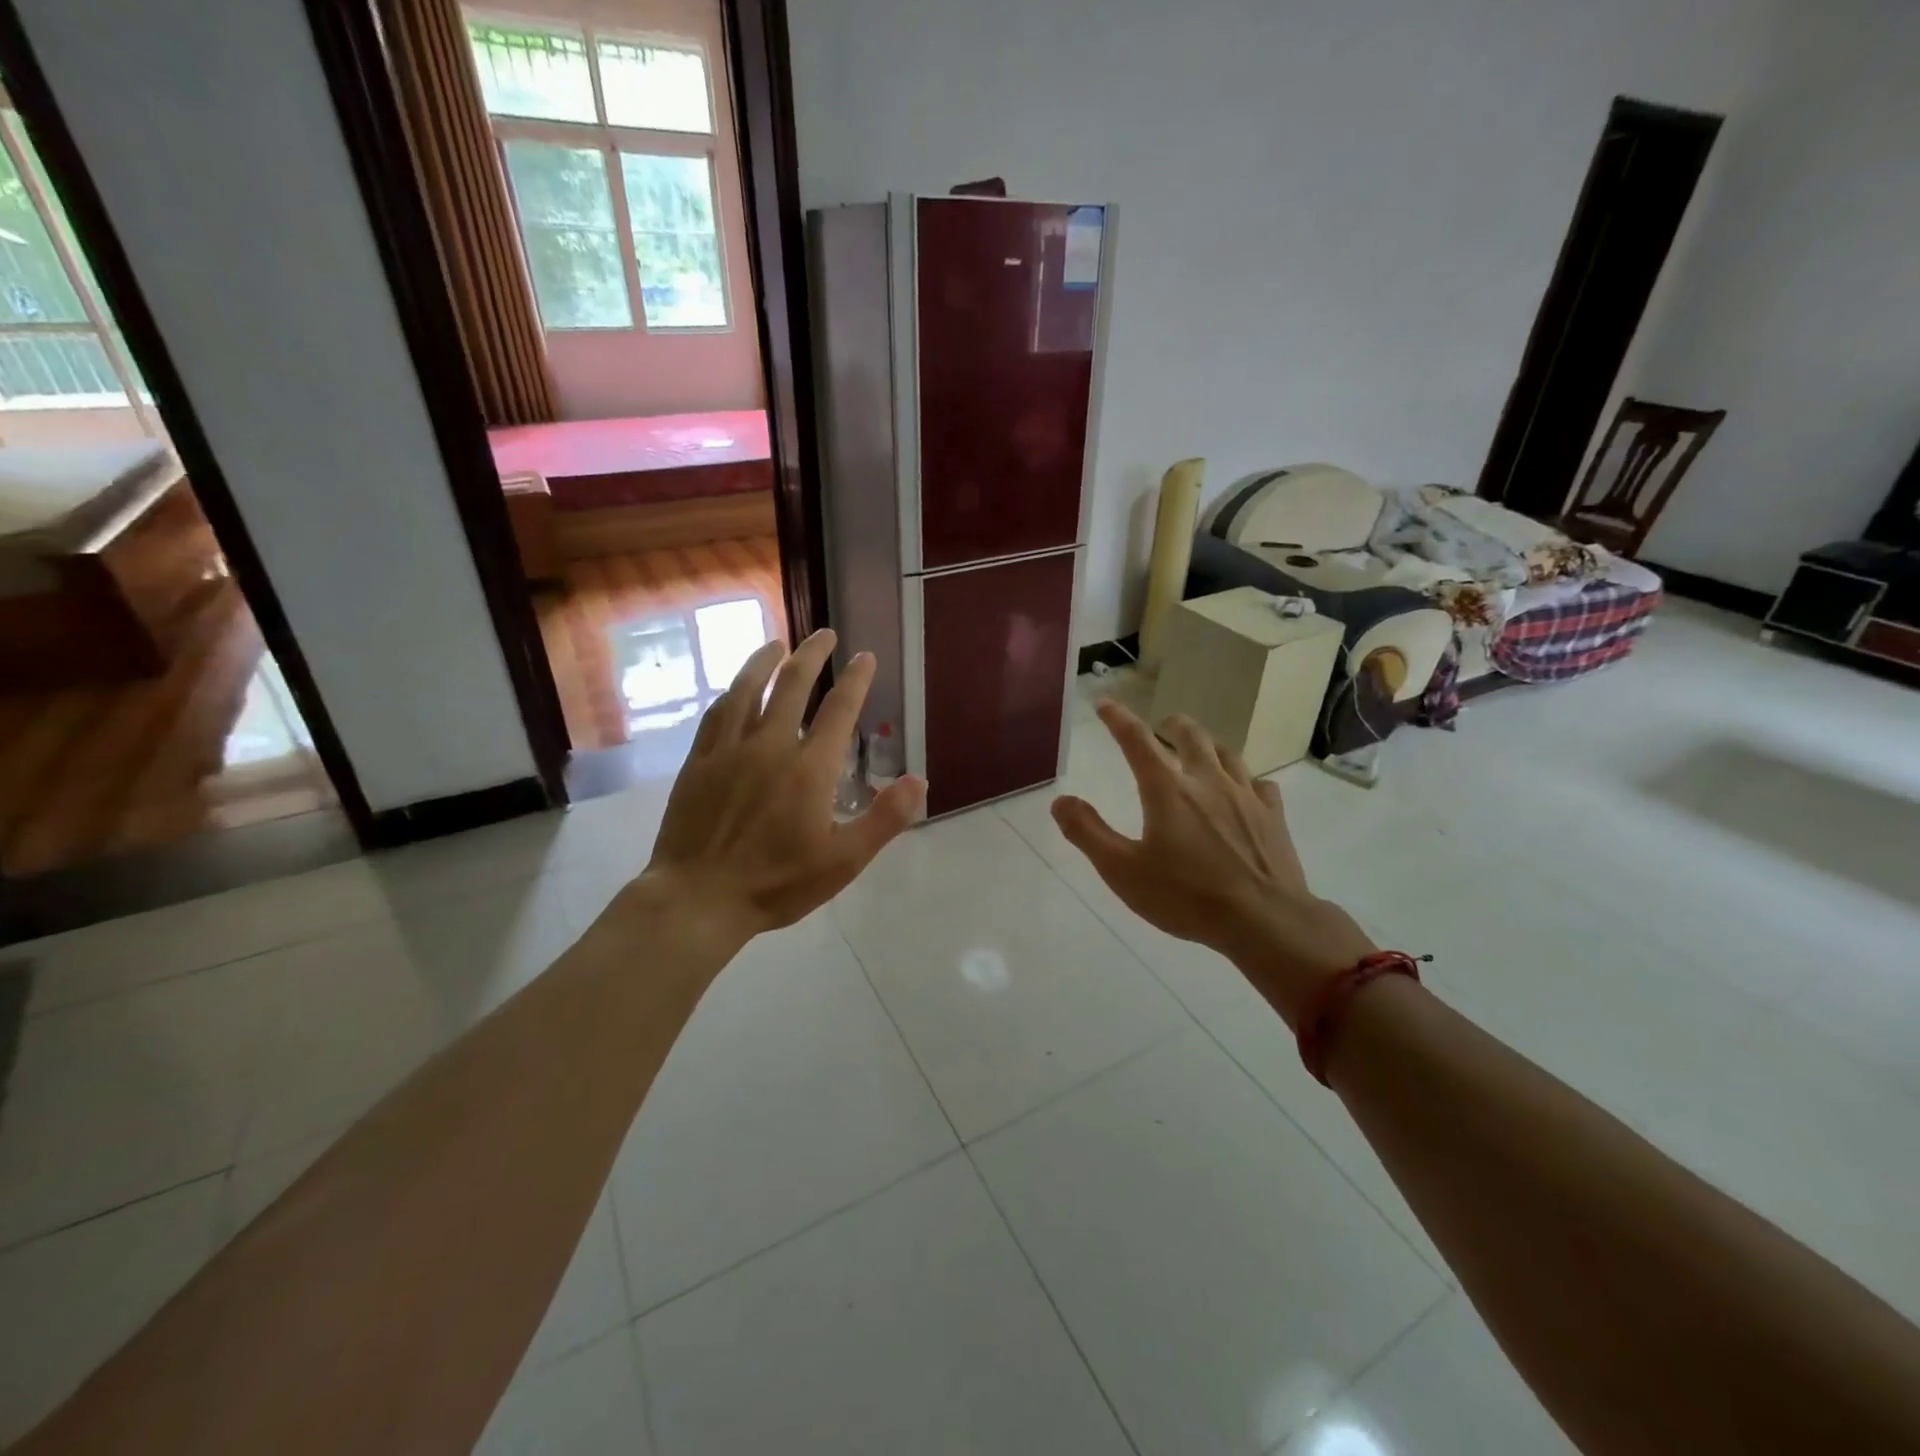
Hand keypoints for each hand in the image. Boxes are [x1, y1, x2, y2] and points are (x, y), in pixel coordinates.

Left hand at [631, 629, 925, 946]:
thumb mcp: (843, 861)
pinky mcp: (699, 762)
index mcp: (809, 768)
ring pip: (748, 689)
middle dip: (812, 654)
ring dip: (766, 661)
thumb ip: (884, 819)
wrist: (698, 898)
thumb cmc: (776, 883)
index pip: (839, 710)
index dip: (855, 679)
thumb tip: (919, 780)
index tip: (865, 656)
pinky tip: (735, 687)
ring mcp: (729, 750)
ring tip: (778, 643)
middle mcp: (769, 746)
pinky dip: (731, 691)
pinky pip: (716, 713)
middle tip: (825, 634)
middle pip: (792, 685)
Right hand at [1051, 702, 1373, 1025]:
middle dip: (1172, 725)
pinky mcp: (1273, 817)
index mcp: (1167, 790)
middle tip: (1162, 726)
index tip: (1105, 704)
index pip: (1137, 740)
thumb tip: (1061, 800)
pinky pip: (1261, 785)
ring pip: (1227, 754)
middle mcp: (1207, 781)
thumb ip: (1088, 832)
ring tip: (1201, 749)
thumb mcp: (1122, 870)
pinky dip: (1246, 780)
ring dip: (1208, 745)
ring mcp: (1246, 797)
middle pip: (1191, 736)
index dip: (1118, 719)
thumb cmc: (1186, 896)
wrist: (1265, 921)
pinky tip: (1246, 790)